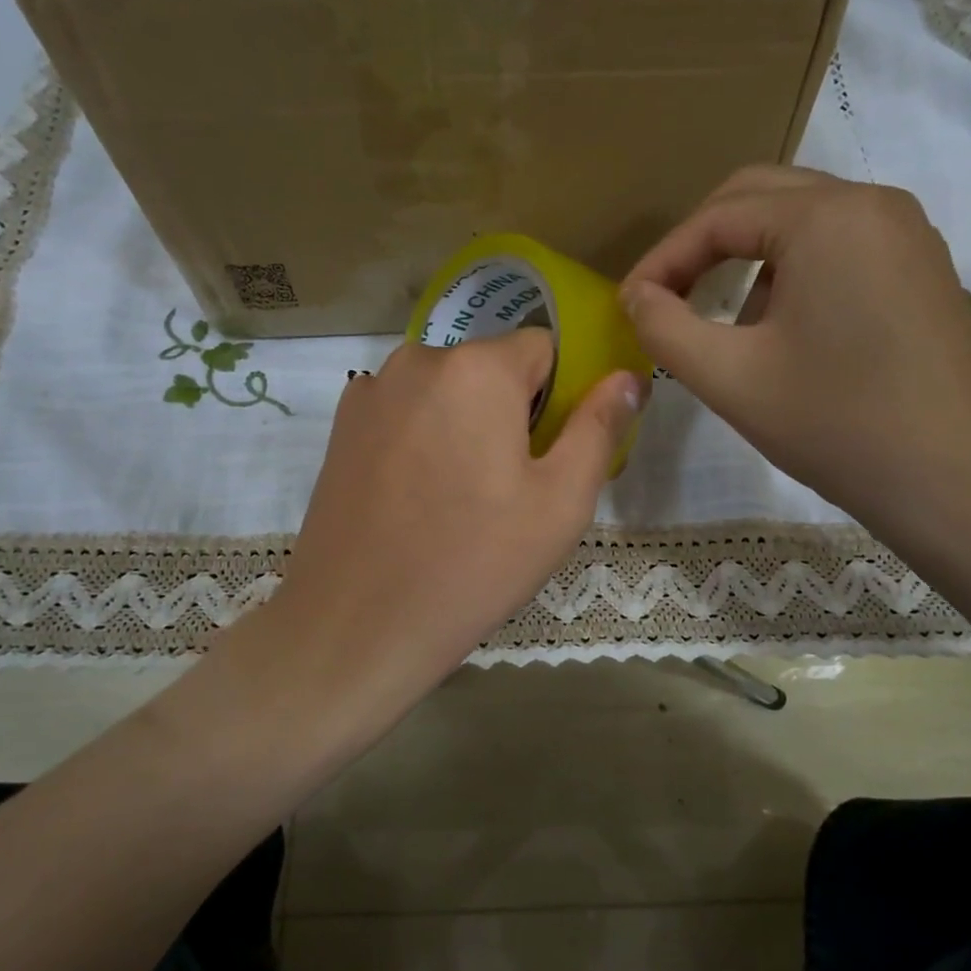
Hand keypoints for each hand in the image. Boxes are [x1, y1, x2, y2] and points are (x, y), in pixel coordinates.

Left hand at [264, 329, 642, 724]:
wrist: (358, 622)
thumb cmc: (475, 562)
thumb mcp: (561, 501)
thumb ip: (599, 427)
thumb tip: (629, 377)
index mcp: (478, 368)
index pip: (543, 349)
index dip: (557, 399)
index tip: (548, 455)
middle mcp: (418, 359)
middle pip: (490, 368)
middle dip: (508, 411)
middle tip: (507, 487)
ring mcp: (371, 391)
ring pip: (444, 390)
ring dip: (463, 423)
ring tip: (458, 496)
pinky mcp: (341, 426)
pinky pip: (403, 411)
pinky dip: (420, 436)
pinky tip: (414, 496)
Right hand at [621, 165, 970, 554]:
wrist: (955, 481)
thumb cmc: (835, 425)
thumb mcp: (730, 378)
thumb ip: (665, 328)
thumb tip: (636, 297)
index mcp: (826, 217)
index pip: (718, 216)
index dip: (663, 259)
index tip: (630, 305)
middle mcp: (873, 204)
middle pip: (761, 198)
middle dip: (703, 246)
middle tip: (666, 298)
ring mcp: (908, 234)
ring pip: (802, 222)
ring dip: (748, 261)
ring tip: (727, 327)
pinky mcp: (923, 269)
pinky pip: (840, 247)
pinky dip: (794, 273)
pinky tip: (785, 333)